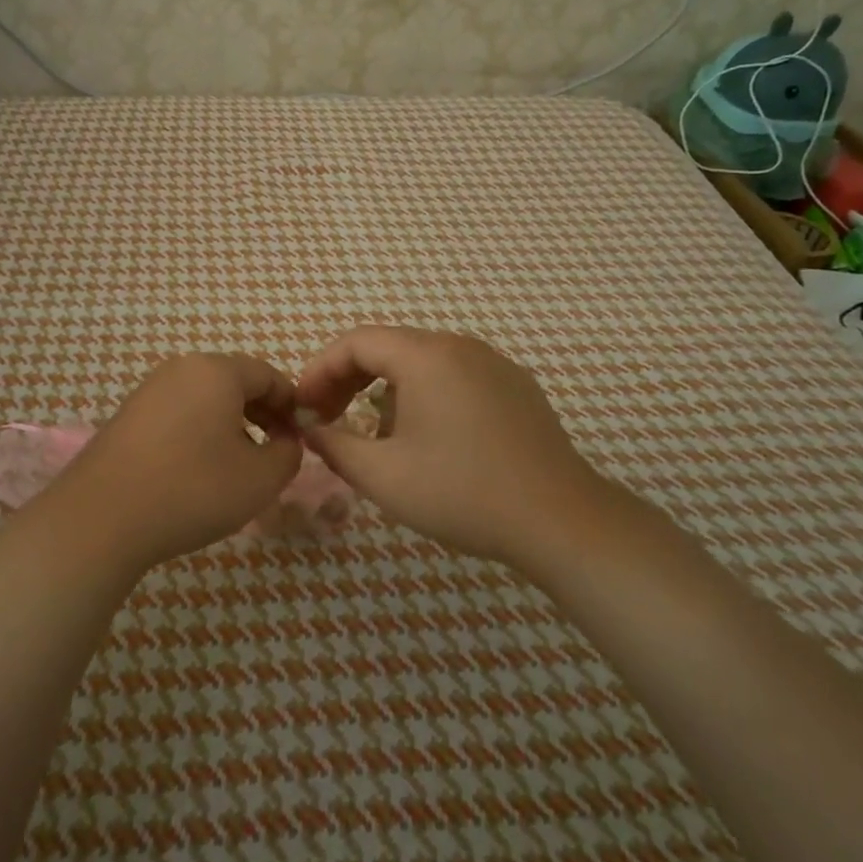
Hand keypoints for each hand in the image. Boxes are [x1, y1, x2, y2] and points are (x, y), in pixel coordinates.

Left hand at [44, 353, 303, 574]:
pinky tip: (199, 470)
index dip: (292, 405)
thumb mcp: (260, 479)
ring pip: (206, 398)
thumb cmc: (192, 490)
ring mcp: (149, 390)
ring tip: (239, 465)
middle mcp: (181, 369)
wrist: (101, 519)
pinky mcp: (127, 416)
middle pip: (235, 382)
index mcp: (217, 371)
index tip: (302, 439)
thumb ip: (289, 453)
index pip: (269, 375)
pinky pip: (179, 413)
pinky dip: (200, 432)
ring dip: (232, 424)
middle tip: (276, 451)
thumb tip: (287, 441)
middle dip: (263, 413)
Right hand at [296, 326, 608, 568]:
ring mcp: (494, 364)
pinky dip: (424, 396)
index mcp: (426, 356)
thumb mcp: (382, 475)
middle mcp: (460, 346)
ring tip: (376, 438)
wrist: (559, 519)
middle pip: (389, 347)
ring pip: (421, 363)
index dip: (320, 370)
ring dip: (386, 391)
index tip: (303, 407)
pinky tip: (428, 440)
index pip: (356, 342)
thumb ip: (334, 445)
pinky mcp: (516, 387)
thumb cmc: (461, 493)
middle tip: (328, 419)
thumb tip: (310, 429)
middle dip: (349, 380)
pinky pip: (454, 378)